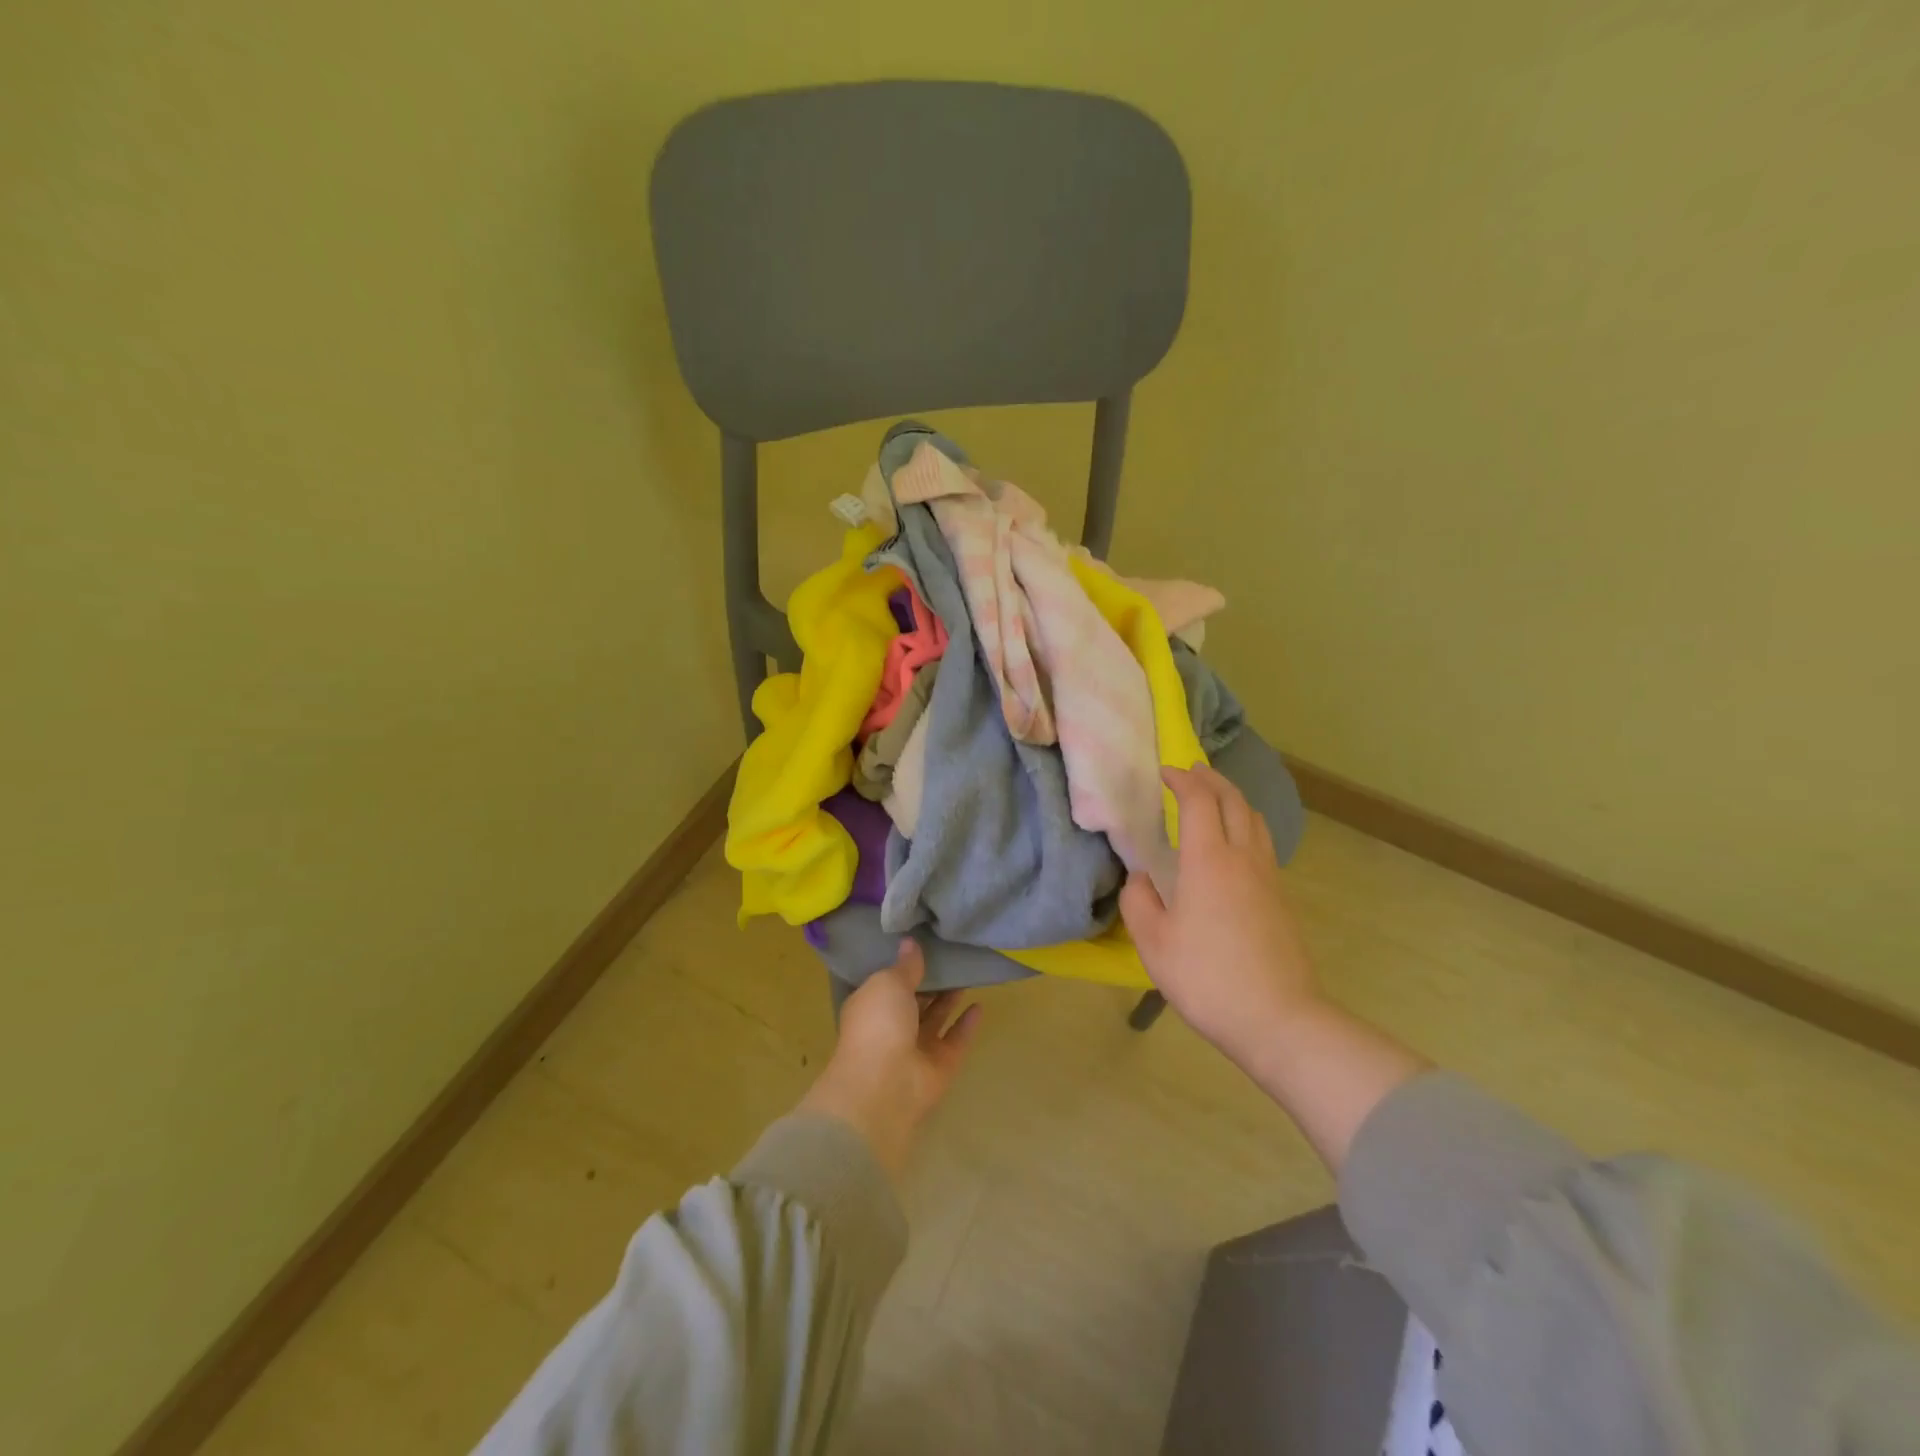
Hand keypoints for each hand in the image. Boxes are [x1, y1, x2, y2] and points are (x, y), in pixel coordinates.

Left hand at [799, 941, 981, 1175]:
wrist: (884, 1085)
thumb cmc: (878, 1024)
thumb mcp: (888, 983)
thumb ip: (905, 966)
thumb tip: (910, 943)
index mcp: (870, 1008)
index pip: (887, 985)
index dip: (903, 968)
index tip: (921, 947)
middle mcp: (891, 1029)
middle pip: (914, 1002)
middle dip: (929, 983)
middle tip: (950, 957)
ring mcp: (916, 1050)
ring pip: (935, 1019)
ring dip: (949, 1000)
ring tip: (967, 974)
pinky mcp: (940, 1067)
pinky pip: (956, 1040)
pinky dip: (966, 1025)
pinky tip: (979, 1005)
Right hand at [1124, 765, 1427, 1170]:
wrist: (1278, 1019)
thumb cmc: (1207, 978)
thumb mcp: (1153, 943)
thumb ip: (1139, 901)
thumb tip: (1141, 877)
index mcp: (1209, 861)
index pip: (1200, 801)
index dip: (1183, 780)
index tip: (1166, 772)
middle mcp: (1243, 858)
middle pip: (1234, 801)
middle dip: (1212, 780)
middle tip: (1192, 772)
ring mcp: (1269, 878)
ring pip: (1256, 821)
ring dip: (1234, 800)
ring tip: (1215, 800)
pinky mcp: (1282, 899)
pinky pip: (1263, 845)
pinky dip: (1246, 826)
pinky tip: (1233, 847)